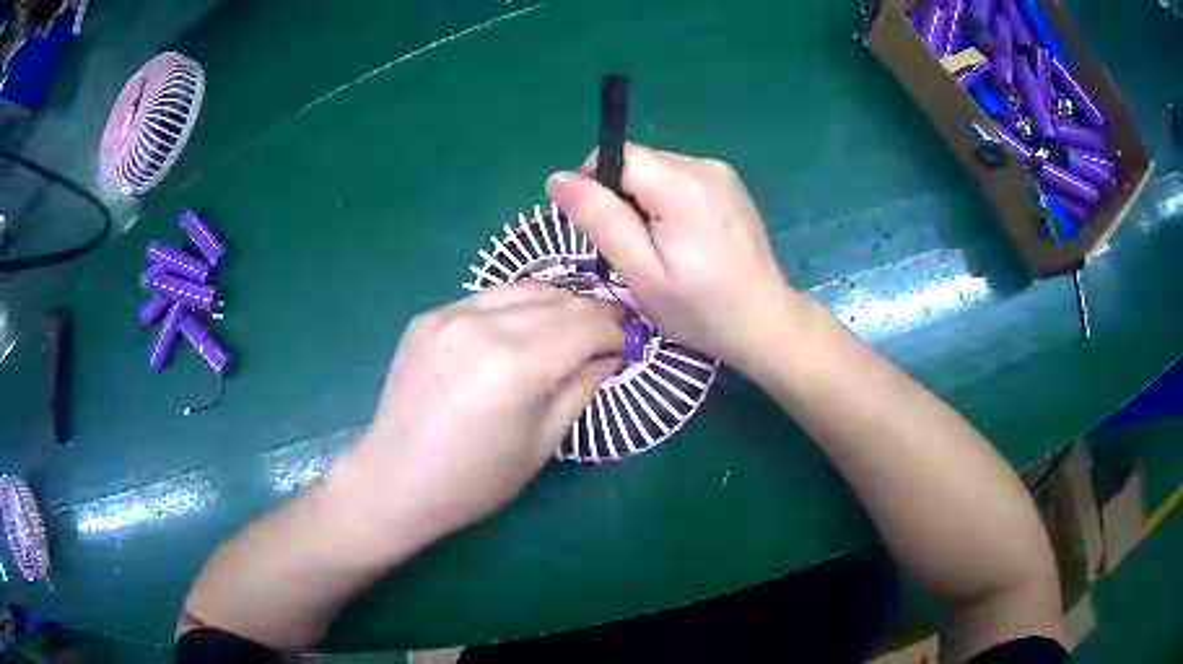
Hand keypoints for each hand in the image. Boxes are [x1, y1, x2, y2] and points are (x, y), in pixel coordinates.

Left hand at [336, 282, 622, 544]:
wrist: (396, 480)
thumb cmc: (475, 480)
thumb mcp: (542, 443)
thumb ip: (581, 387)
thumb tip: (610, 353)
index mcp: (515, 365)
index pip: (585, 325)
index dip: (615, 329)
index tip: (629, 341)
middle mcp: (481, 325)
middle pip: (558, 300)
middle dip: (593, 312)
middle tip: (610, 329)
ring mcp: (449, 314)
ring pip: (523, 289)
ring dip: (557, 303)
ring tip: (572, 326)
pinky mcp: (428, 316)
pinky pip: (487, 298)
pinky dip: (516, 307)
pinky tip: (522, 329)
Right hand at [546, 144, 799, 370]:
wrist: (764, 323)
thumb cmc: (700, 308)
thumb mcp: (640, 272)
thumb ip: (600, 219)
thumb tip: (557, 178)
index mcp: (680, 184)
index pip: (616, 154)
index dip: (595, 184)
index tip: (601, 228)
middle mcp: (703, 165)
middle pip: (637, 162)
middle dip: (622, 198)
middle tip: (635, 250)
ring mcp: (721, 173)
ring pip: (657, 171)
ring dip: (645, 202)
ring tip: (662, 249)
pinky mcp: (730, 184)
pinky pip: (680, 180)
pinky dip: (668, 203)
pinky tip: (683, 240)